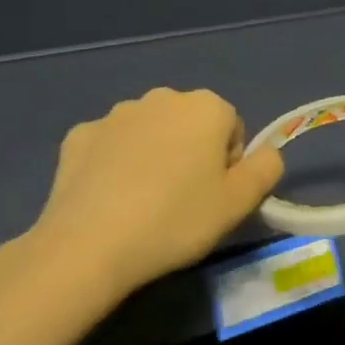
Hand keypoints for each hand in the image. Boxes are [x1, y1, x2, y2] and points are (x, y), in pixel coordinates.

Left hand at [0, 88, 284, 315]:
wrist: (89, 246)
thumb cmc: (177, 219)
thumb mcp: (240, 202)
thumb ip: (267, 168)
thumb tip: (265, 153)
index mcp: (206, 106)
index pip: (232, 128)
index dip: (228, 164)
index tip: (214, 196)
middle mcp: (161, 98)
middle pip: (190, 125)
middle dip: (191, 153)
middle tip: (182, 201)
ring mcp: (115, 114)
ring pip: (150, 132)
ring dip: (154, 155)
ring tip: (144, 203)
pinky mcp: (78, 136)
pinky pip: (110, 146)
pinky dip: (115, 164)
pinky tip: (110, 199)